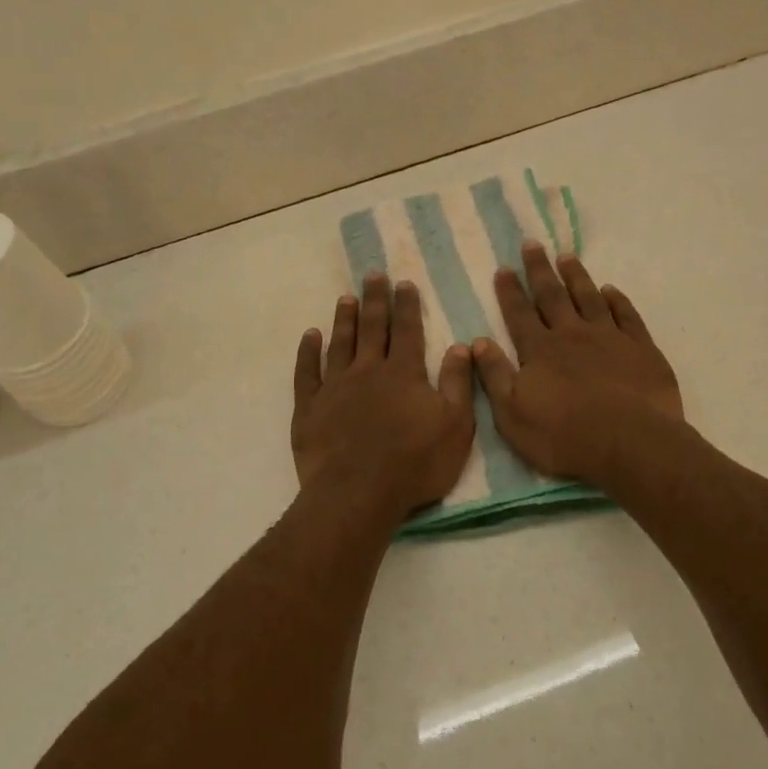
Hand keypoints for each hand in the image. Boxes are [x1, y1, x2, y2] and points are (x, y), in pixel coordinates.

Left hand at [291, 272, 476, 513]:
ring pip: (340, 343)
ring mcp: (335, 387)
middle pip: (373, 328)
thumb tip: (460, 346)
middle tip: (373, 275)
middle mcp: (368, 370)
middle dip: (375, 300)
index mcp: (404, 373)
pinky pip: (307, 372)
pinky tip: (310, 336)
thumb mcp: (455, 425)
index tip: (404, 283)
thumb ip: (458, 383)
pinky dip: (308, 352)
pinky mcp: (309, 407)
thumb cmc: (415, 463)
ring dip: (344, 319)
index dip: (407, 306)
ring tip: (345, 298)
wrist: (358, 493)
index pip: (408, 331)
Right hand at [471, 243, 683, 483]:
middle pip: (552, 296)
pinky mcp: (641, 349)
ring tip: (567, 256)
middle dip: (540, 270)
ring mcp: (609, 338)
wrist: (631, 445)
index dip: (510, 291)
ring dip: (576, 276)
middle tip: (532, 244)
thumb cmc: (564, 436)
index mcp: (540, 350)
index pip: (519, 313)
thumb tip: (477, 342)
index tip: (504, 268)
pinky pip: (627, 315)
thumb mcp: (512, 415)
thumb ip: (495, 376)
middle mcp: (572, 335)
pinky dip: (617, 300)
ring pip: (589, 298)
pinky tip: (611, 290)